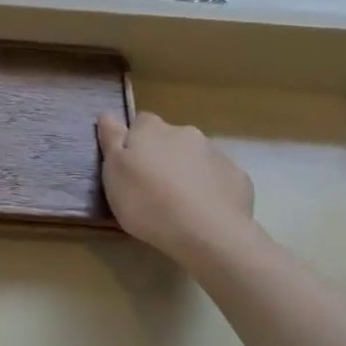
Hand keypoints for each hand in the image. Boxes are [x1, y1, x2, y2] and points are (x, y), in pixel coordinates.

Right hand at [97, 111, 255, 261]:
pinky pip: (219, 178)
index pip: (141, 122)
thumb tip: (108, 114)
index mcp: (152, 129)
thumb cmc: (148, 201)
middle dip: (164, 156)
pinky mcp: (238, 177)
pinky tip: (206, 212)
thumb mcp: (114, 172)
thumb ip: (111, 140)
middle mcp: (186, 133)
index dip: (134, 141)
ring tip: (180, 204)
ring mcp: (216, 154)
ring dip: (188, 172)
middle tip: (154, 188)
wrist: (207, 232)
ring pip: (196, 158)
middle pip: (170, 139)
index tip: (130, 165)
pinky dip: (212, 189)